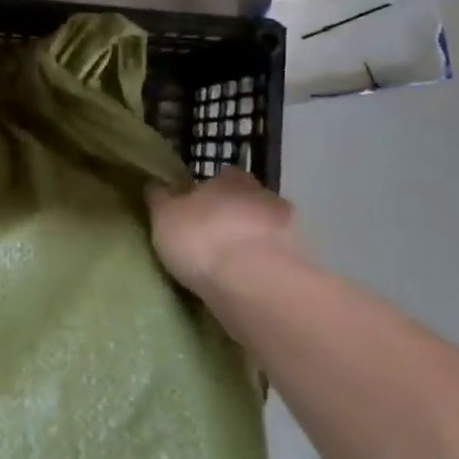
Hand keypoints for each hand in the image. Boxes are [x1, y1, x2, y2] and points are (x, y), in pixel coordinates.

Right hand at [147, 168, 312, 303]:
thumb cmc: (201, 239)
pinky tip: (252, 282)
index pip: (224, 175)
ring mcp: (289, 229)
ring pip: (267, 229)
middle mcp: (264, 195)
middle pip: (249, 200)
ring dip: (254, 241)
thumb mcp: (164, 217)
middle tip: (215, 236)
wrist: (255, 283)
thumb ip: (161, 199)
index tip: (199, 206)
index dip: (212, 189)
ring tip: (234, 265)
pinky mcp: (302, 262)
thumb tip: (155, 184)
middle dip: (236, 214)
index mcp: (230, 179)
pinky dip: (267, 266)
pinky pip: (279, 258)